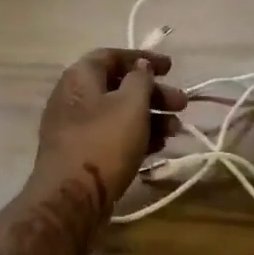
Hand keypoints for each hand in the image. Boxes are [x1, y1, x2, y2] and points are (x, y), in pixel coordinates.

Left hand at [29, 48, 186, 219]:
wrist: (71, 198)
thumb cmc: (104, 142)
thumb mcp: (131, 104)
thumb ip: (140, 79)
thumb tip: (140, 67)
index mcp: (80, 77)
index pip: (113, 56)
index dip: (143, 59)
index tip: (171, 68)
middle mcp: (74, 98)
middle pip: (120, 87)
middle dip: (154, 94)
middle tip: (182, 104)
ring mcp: (76, 128)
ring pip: (119, 114)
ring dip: (150, 117)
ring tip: (176, 130)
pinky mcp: (82, 154)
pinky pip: (113, 136)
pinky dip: (136, 136)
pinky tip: (159, 146)